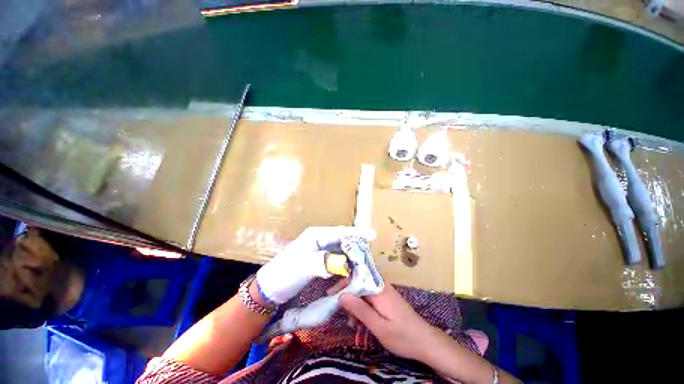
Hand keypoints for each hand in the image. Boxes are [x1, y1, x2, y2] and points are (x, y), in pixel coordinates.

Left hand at [256, 226, 374, 304]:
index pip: (340, 232)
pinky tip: (349, 270)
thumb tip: (345, 264)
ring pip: (340, 249)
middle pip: (342, 239)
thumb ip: (324, 262)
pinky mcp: (319, 260)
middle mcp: (319, 239)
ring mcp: (319, 249)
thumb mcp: (303, 266)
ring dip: (351, 256)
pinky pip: (336, 259)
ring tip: (362, 262)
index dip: (357, 233)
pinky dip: (343, 264)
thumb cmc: (285, 274)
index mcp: (316, 235)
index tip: (373, 235)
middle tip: (369, 253)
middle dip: (356, 245)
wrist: (269, 289)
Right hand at [340, 284, 436, 361]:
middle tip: (343, 317)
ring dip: (356, 308)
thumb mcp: (379, 327)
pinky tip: (363, 326)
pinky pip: (371, 300)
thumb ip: (360, 309)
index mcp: (378, 289)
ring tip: (355, 326)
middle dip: (349, 300)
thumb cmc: (402, 336)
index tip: (330, 295)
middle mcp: (381, 286)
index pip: (356, 279)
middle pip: (359, 285)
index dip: (342, 285)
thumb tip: (342, 295)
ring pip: (364, 294)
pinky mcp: (387, 299)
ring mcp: (385, 292)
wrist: (426, 341)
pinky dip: (364, 311)